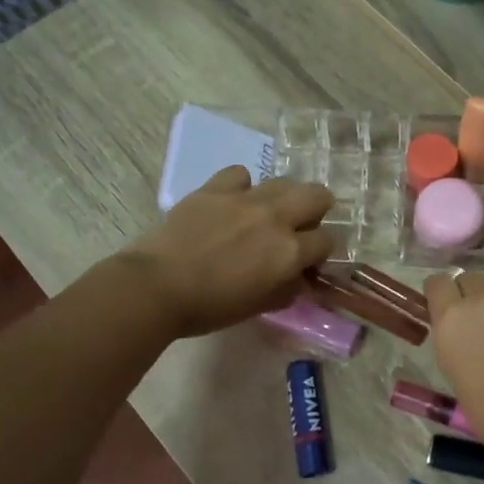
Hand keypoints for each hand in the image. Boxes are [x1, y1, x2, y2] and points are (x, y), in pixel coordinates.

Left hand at [119, 167, 335, 337]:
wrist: (156, 287)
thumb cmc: (210, 308)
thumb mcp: (259, 307)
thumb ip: (286, 289)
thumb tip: (296, 278)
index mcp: (290, 252)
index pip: (327, 241)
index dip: (319, 253)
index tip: (306, 264)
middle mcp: (276, 218)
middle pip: (317, 195)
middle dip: (316, 211)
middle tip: (299, 228)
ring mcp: (245, 199)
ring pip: (284, 181)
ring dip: (283, 198)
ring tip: (265, 215)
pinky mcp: (215, 188)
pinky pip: (241, 174)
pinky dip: (242, 186)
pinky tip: (231, 203)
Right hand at [424, 273, 483, 459]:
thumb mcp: (450, 368)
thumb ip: (450, 335)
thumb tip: (456, 324)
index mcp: (452, 316)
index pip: (437, 282)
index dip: (439, 294)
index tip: (443, 307)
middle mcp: (483, 297)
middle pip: (469, 278)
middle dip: (468, 294)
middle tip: (475, 318)